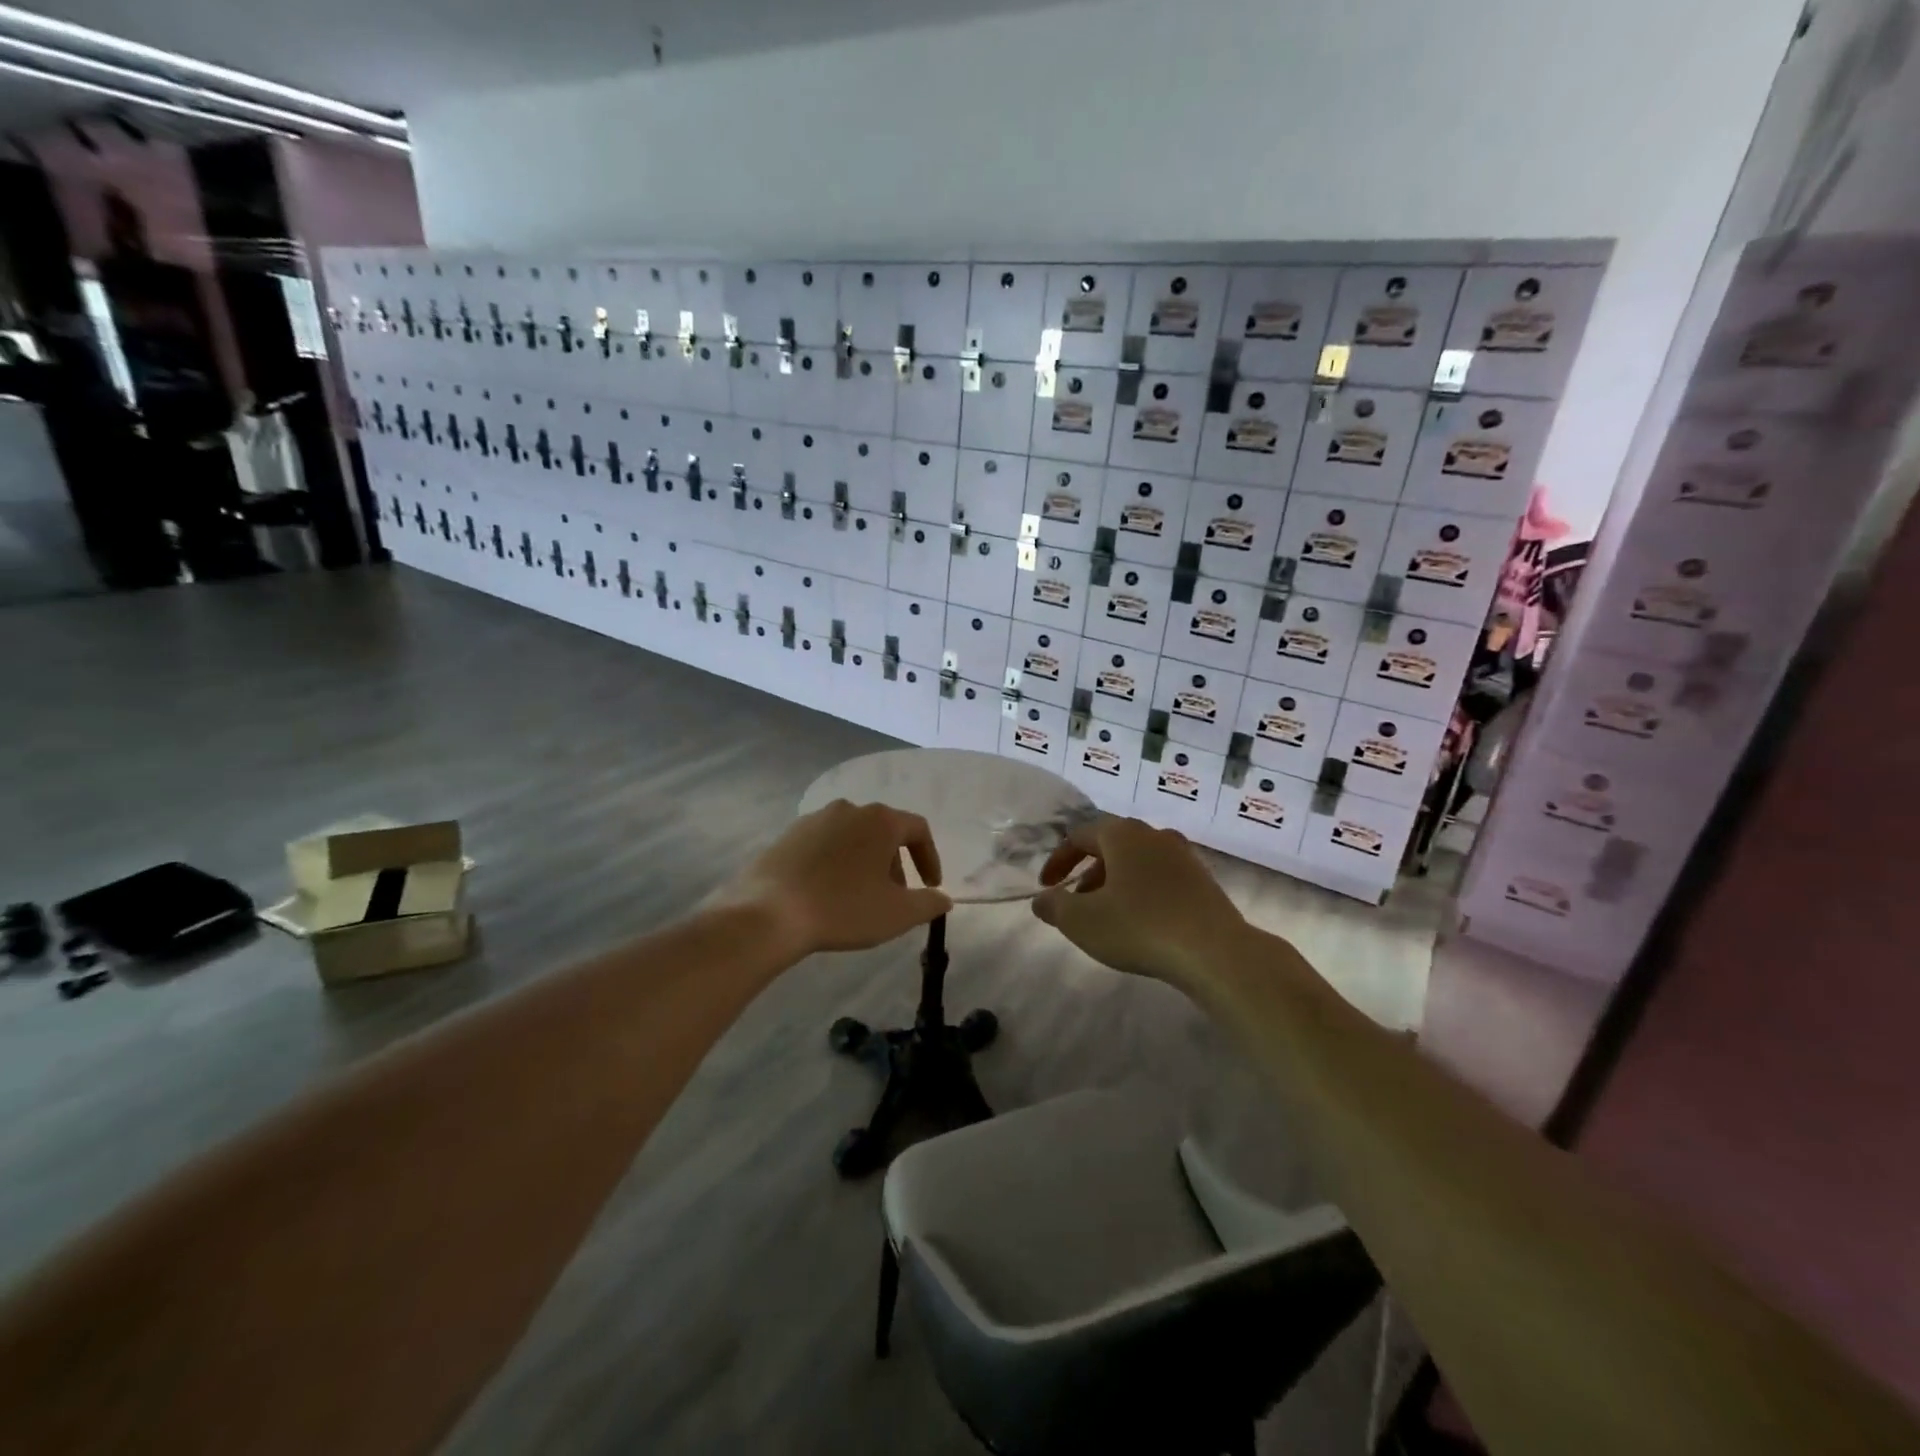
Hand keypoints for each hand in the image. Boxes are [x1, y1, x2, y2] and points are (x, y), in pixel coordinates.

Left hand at [715, 800, 951, 955]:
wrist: (769, 913)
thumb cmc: (843, 909)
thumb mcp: (898, 914)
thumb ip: (929, 903)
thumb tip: (943, 899)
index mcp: (880, 820)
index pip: (918, 829)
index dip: (930, 858)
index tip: (931, 886)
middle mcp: (849, 809)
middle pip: (884, 831)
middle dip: (895, 863)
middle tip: (894, 896)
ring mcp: (814, 819)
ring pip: (853, 837)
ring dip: (865, 862)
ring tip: (860, 897)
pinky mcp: (787, 835)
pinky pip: (824, 845)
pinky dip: (836, 864)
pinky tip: (827, 893)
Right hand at [1031, 816, 1247, 987]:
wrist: (1216, 952)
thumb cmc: (1139, 927)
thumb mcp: (1082, 921)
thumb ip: (1054, 907)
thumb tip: (1043, 899)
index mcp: (1122, 834)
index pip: (1079, 836)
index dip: (1058, 861)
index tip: (1046, 887)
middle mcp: (1154, 835)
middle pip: (1111, 845)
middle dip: (1088, 871)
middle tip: (1076, 901)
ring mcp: (1184, 856)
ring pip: (1138, 862)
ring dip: (1116, 882)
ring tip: (1107, 914)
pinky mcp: (1204, 881)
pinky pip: (1162, 878)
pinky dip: (1143, 892)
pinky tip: (1142, 922)